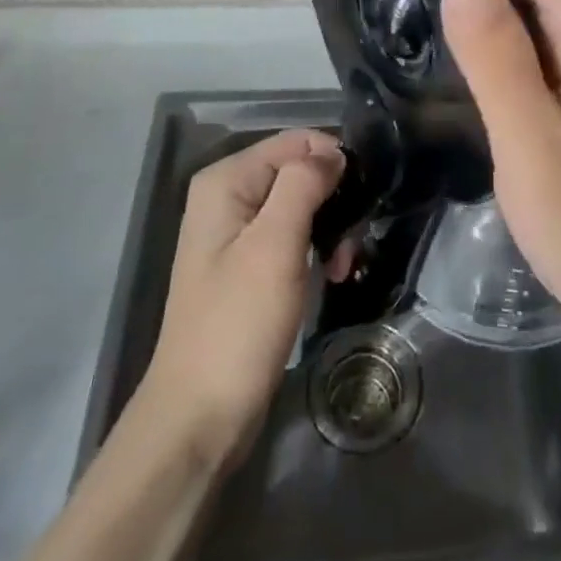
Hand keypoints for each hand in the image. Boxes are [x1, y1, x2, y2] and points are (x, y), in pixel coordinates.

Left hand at [132, 130, 349, 468]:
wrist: (199, 418)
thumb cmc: (238, 324)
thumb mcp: (275, 244)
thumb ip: (303, 183)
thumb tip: (334, 151)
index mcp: (226, 180)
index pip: (296, 142)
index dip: (333, 163)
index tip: (361, 200)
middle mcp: (228, 196)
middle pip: (298, 172)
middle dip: (333, 201)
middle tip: (351, 244)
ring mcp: (236, 233)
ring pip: (301, 205)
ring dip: (330, 230)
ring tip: (343, 266)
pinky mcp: (248, 265)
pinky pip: (293, 236)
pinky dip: (316, 251)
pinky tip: (331, 276)